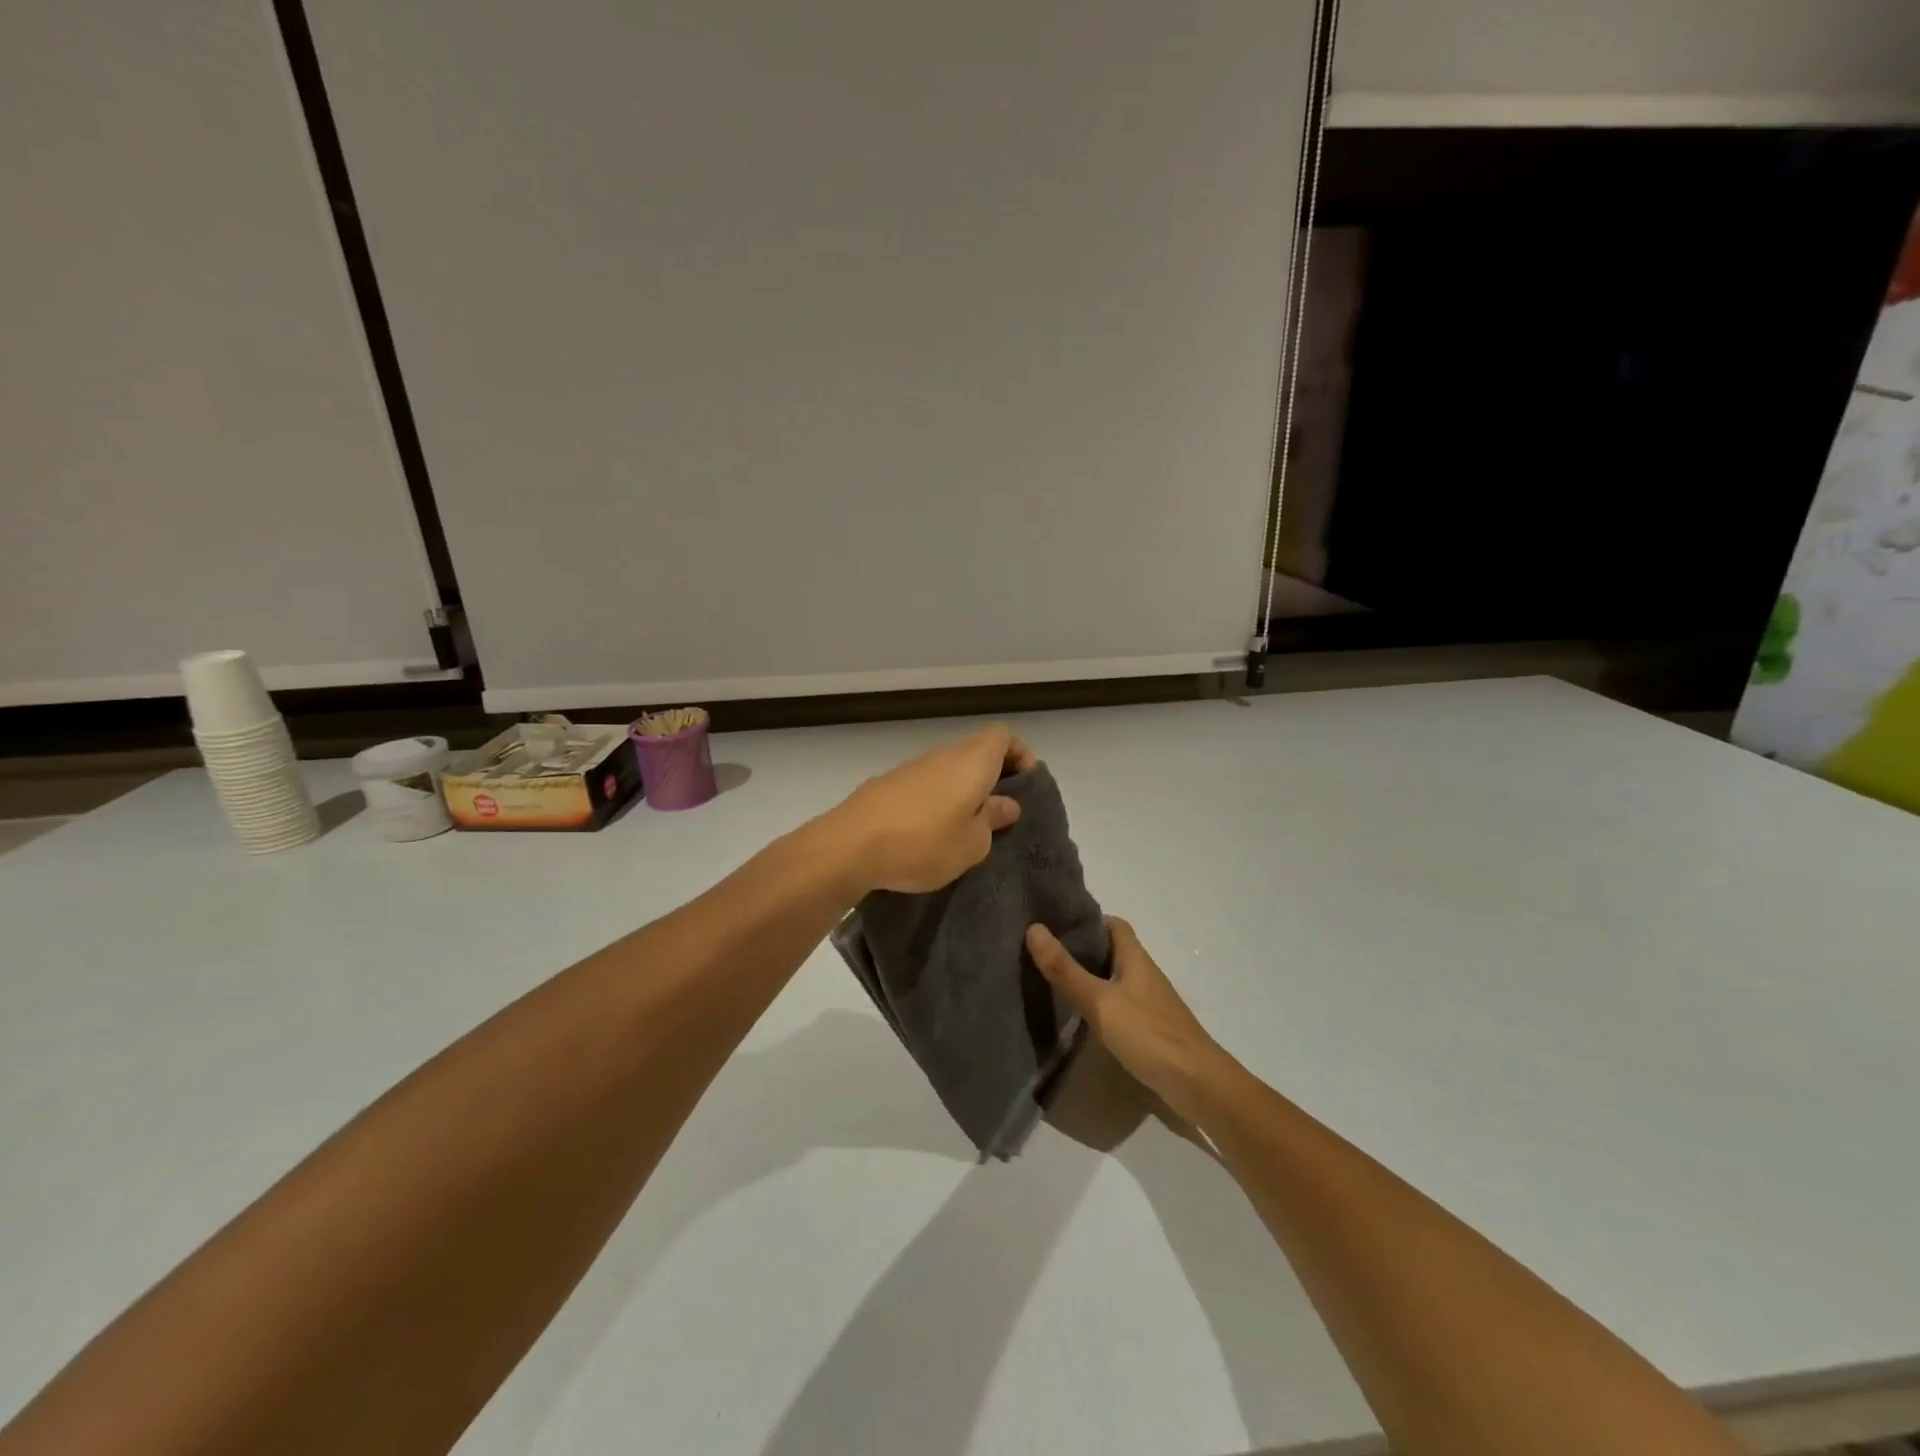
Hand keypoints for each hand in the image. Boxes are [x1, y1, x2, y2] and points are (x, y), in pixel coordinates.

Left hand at [827, 725, 1035, 894]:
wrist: (849, 846)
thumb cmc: (923, 844)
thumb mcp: (972, 843)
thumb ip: (993, 819)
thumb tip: (1006, 803)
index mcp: (971, 762)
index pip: (1003, 736)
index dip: (1020, 755)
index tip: (1025, 787)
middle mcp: (942, 755)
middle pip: (976, 750)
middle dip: (993, 776)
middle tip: (1000, 813)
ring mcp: (911, 767)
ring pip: (949, 767)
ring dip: (963, 789)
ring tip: (967, 827)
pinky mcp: (886, 784)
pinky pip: (924, 783)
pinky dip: (936, 798)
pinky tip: (930, 833)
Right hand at [1026, 917, 1230, 1124]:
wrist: (1197, 1085)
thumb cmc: (1148, 1034)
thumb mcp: (1099, 1001)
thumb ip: (1065, 969)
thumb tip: (1033, 928)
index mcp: (1135, 958)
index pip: (1113, 924)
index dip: (1087, 919)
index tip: (1055, 924)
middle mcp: (1144, 974)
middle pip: (1112, 950)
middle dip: (1081, 948)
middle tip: (1045, 953)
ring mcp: (1149, 1002)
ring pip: (1115, 978)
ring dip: (1089, 977)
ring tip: (1053, 982)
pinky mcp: (1150, 1028)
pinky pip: (1119, 1004)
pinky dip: (1099, 1003)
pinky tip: (1080, 1018)